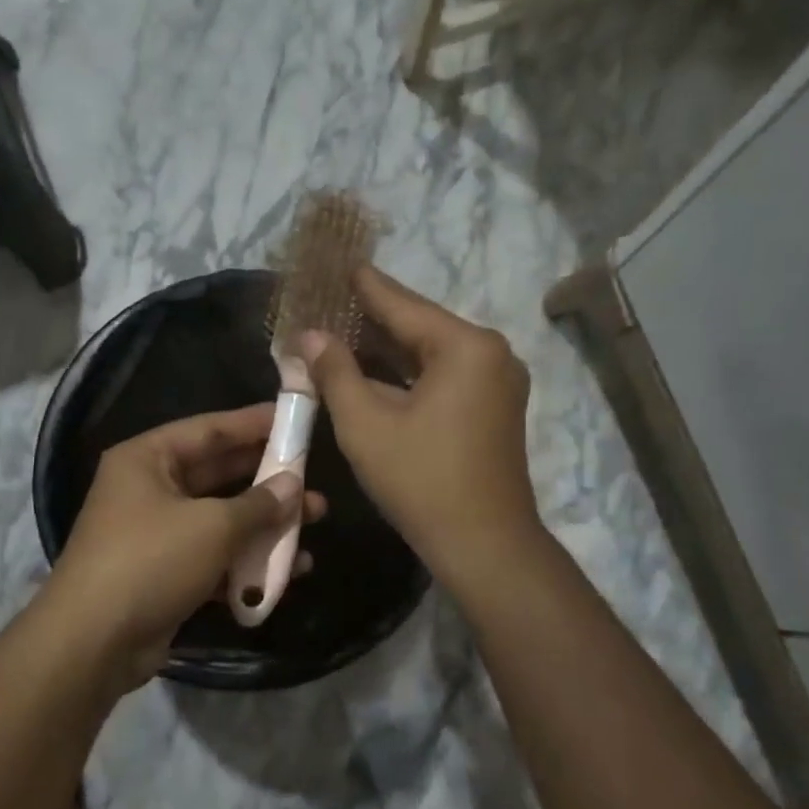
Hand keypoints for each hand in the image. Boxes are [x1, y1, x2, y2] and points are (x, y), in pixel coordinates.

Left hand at [44, 404, 326, 685]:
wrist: (93, 643)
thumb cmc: (151, 561)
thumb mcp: (213, 526)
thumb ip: (259, 504)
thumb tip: (293, 486)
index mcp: (147, 459)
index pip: (209, 429)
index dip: (253, 424)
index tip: (294, 420)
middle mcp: (148, 489)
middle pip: (218, 474)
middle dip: (267, 479)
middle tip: (313, 477)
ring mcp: (156, 534)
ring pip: (220, 519)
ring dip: (264, 523)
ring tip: (314, 521)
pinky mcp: (165, 574)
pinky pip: (214, 557)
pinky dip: (246, 562)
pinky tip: (289, 571)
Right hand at [302, 267, 539, 586]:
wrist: (485, 545)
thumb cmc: (421, 481)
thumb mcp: (366, 425)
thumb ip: (336, 372)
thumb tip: (310, 335)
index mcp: (465, 347)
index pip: (402, 304)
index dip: (361, 286)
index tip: (333, 262)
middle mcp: (490, 353)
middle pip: (419, 326)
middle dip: (370, 319)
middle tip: (326, 302)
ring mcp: (497, 382)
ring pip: (430, 354)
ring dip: (386, 350)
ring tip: (339, 332)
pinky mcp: (494, 408)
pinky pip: (444, 377)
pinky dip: (408, 375)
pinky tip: (372, 372)